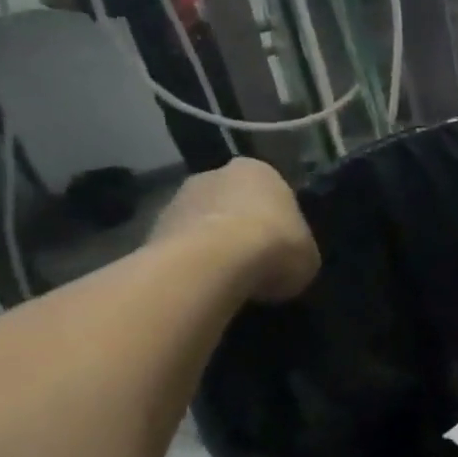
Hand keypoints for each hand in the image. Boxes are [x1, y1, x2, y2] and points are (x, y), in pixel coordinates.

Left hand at [150, 159, 319, 302]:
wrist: (212, 264)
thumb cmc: (275, 247)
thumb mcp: (307, 256)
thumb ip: (296, 250)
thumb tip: (283, 263)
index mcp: (259, 171)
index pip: (270, 191)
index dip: (277, 220)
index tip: (280, 246)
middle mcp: (214, 175)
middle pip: (230, 202)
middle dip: (238, 226)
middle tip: (253, 261)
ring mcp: (177, 201)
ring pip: (200, 224)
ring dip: (210, 246)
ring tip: (226, 279)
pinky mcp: (150, 231)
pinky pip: (178, 249)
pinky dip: (189, 265)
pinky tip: (203, 285)